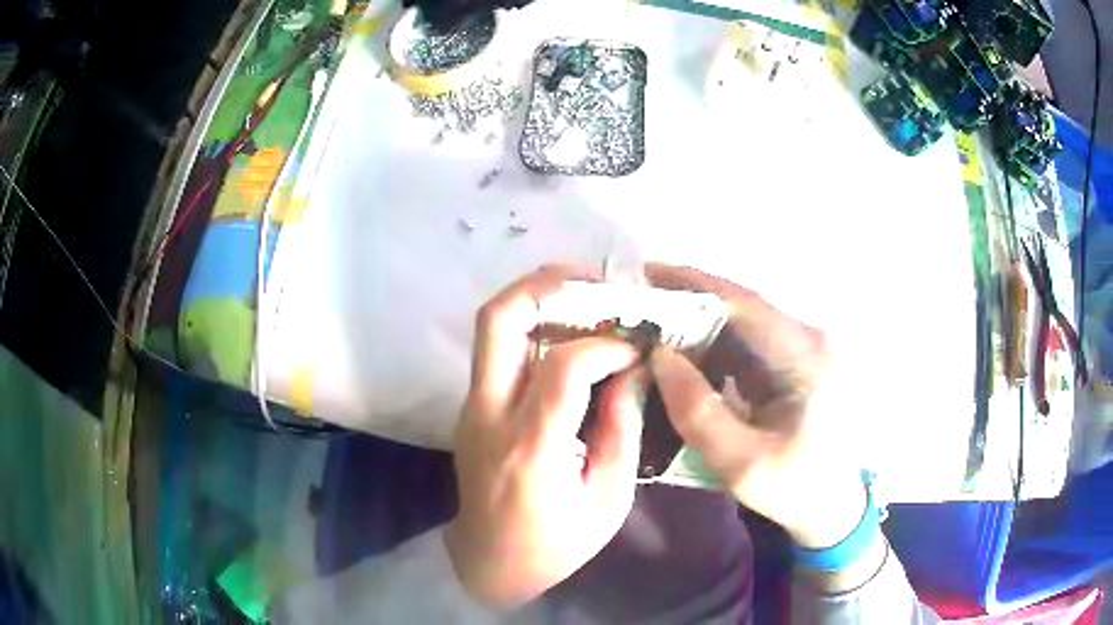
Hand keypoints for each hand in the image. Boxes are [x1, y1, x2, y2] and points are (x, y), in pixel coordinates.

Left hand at [447, 266, 645, 607]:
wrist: (489, 564)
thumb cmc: (555, 545)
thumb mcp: (608, 499)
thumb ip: (621, 428)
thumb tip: (633, 369)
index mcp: (531, 446)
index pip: (565, 365)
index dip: (607, 345)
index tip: (636, 348)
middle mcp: (489, 414)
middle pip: (499, 320)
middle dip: (545, 285)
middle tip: (593, 281)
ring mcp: (471, 408)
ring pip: (491, 328)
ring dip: (536, 300)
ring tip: (583, 299)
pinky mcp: (470, 409)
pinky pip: (498, 352)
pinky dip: (531, 330)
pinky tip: (567, 339)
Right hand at [645, 264, 865, 549]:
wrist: (833, 503)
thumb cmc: (794, 488)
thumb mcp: (740, 463)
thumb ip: (697, 411)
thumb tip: (659, 356)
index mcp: (805, 358)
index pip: (744, 304)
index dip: (692, 284)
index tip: (645, 276)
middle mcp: (808, 339)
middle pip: (740, 308)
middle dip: (686, 305)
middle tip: (636, 310)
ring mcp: (804, 349)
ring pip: (741, 324)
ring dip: (697, 327)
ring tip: (650, 335)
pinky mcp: (794, 363)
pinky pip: (747, 344)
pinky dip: (712, 348)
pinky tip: (684, 363)